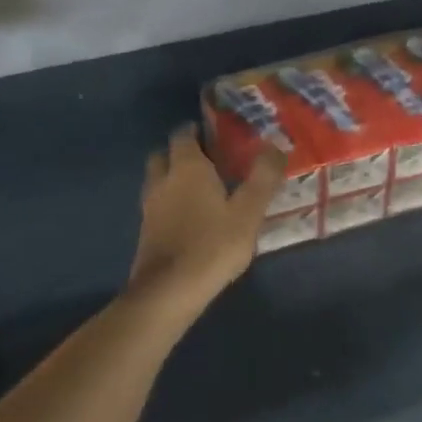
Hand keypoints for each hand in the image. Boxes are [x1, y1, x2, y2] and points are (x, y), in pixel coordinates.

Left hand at [127, 128, 283, 314]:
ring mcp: (150, 207)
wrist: (170, 291)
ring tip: (201, 190)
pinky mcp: (146, 232)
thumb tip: (275, 145)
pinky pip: (157, 205)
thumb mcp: (249, 212)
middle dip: (182, 153)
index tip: (217, 134)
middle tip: (209, 161)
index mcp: (187, 168)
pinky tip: (190, 218)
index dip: (197, 130)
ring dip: (173, 179)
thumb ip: (263, 177)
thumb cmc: (213, 245)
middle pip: (164, 155)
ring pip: (158, 181)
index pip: (184, 135)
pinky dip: (170, 203)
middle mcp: (163, 181)